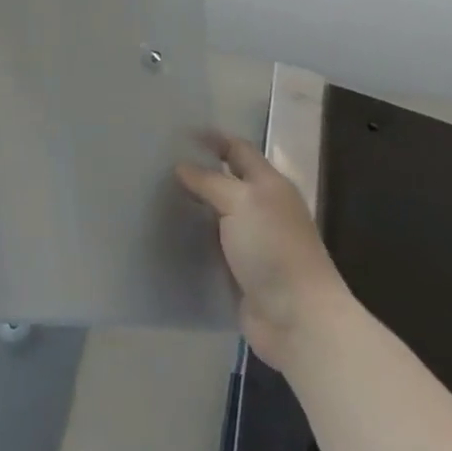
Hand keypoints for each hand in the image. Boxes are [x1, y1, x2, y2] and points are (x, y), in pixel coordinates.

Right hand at [178, 135, 345, 374]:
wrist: (297, 319)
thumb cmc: (273, 249)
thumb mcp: (241, 203)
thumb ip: (210, 181)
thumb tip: (182, 166)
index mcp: (269, 185)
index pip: (238, 149)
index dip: (212, 138)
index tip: (176, 132)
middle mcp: (263, 209)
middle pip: (227, 181)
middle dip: (197, 171)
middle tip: (157, 163)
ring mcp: (253, 242)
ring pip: (217, 214)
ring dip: (192, 207)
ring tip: (154, 196)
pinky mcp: (241, 271)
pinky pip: (212, 246)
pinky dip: (193, 240)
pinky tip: (167, 235)